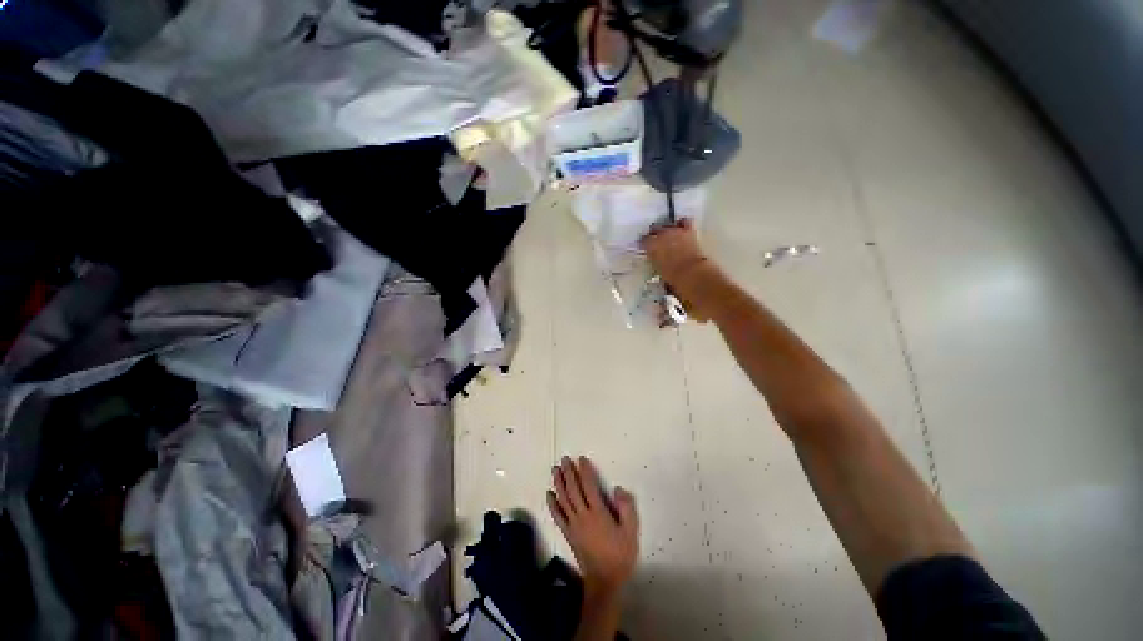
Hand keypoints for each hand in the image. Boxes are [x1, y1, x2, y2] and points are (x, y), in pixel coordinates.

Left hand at [548, 456, 638, 594]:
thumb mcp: (630, 532)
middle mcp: (583, 515)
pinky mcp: (568, 534)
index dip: (584, 471)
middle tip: (564, 459)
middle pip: (573, 490)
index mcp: (598, 513)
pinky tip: (549, 494)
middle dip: (569, 473)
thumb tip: (617, 488)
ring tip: (555, 470)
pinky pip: (558, 516)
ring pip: (564, 499)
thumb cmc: (619, 555)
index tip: (581, 459)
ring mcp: (573, 525)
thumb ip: (626, 508)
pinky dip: (552, 504)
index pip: (589, 486)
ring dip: (559, 483)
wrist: (604, 581)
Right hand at [642, 219, 709, 290]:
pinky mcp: (688, 231)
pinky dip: (683, 224)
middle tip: (656, 241)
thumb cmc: (671, 277)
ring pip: (668, 224)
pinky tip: (683, 227)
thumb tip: (657, 262)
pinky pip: (685, 222)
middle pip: (654, 229)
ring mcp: (675, 231)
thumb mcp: (658, 271)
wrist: (690, 273)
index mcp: (650, 246)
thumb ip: (655, 262)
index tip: (645, 247)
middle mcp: (661, 235)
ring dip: (668, 229)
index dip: (644, 244)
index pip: (643, 241)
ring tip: (669, 234)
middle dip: (654, 234)